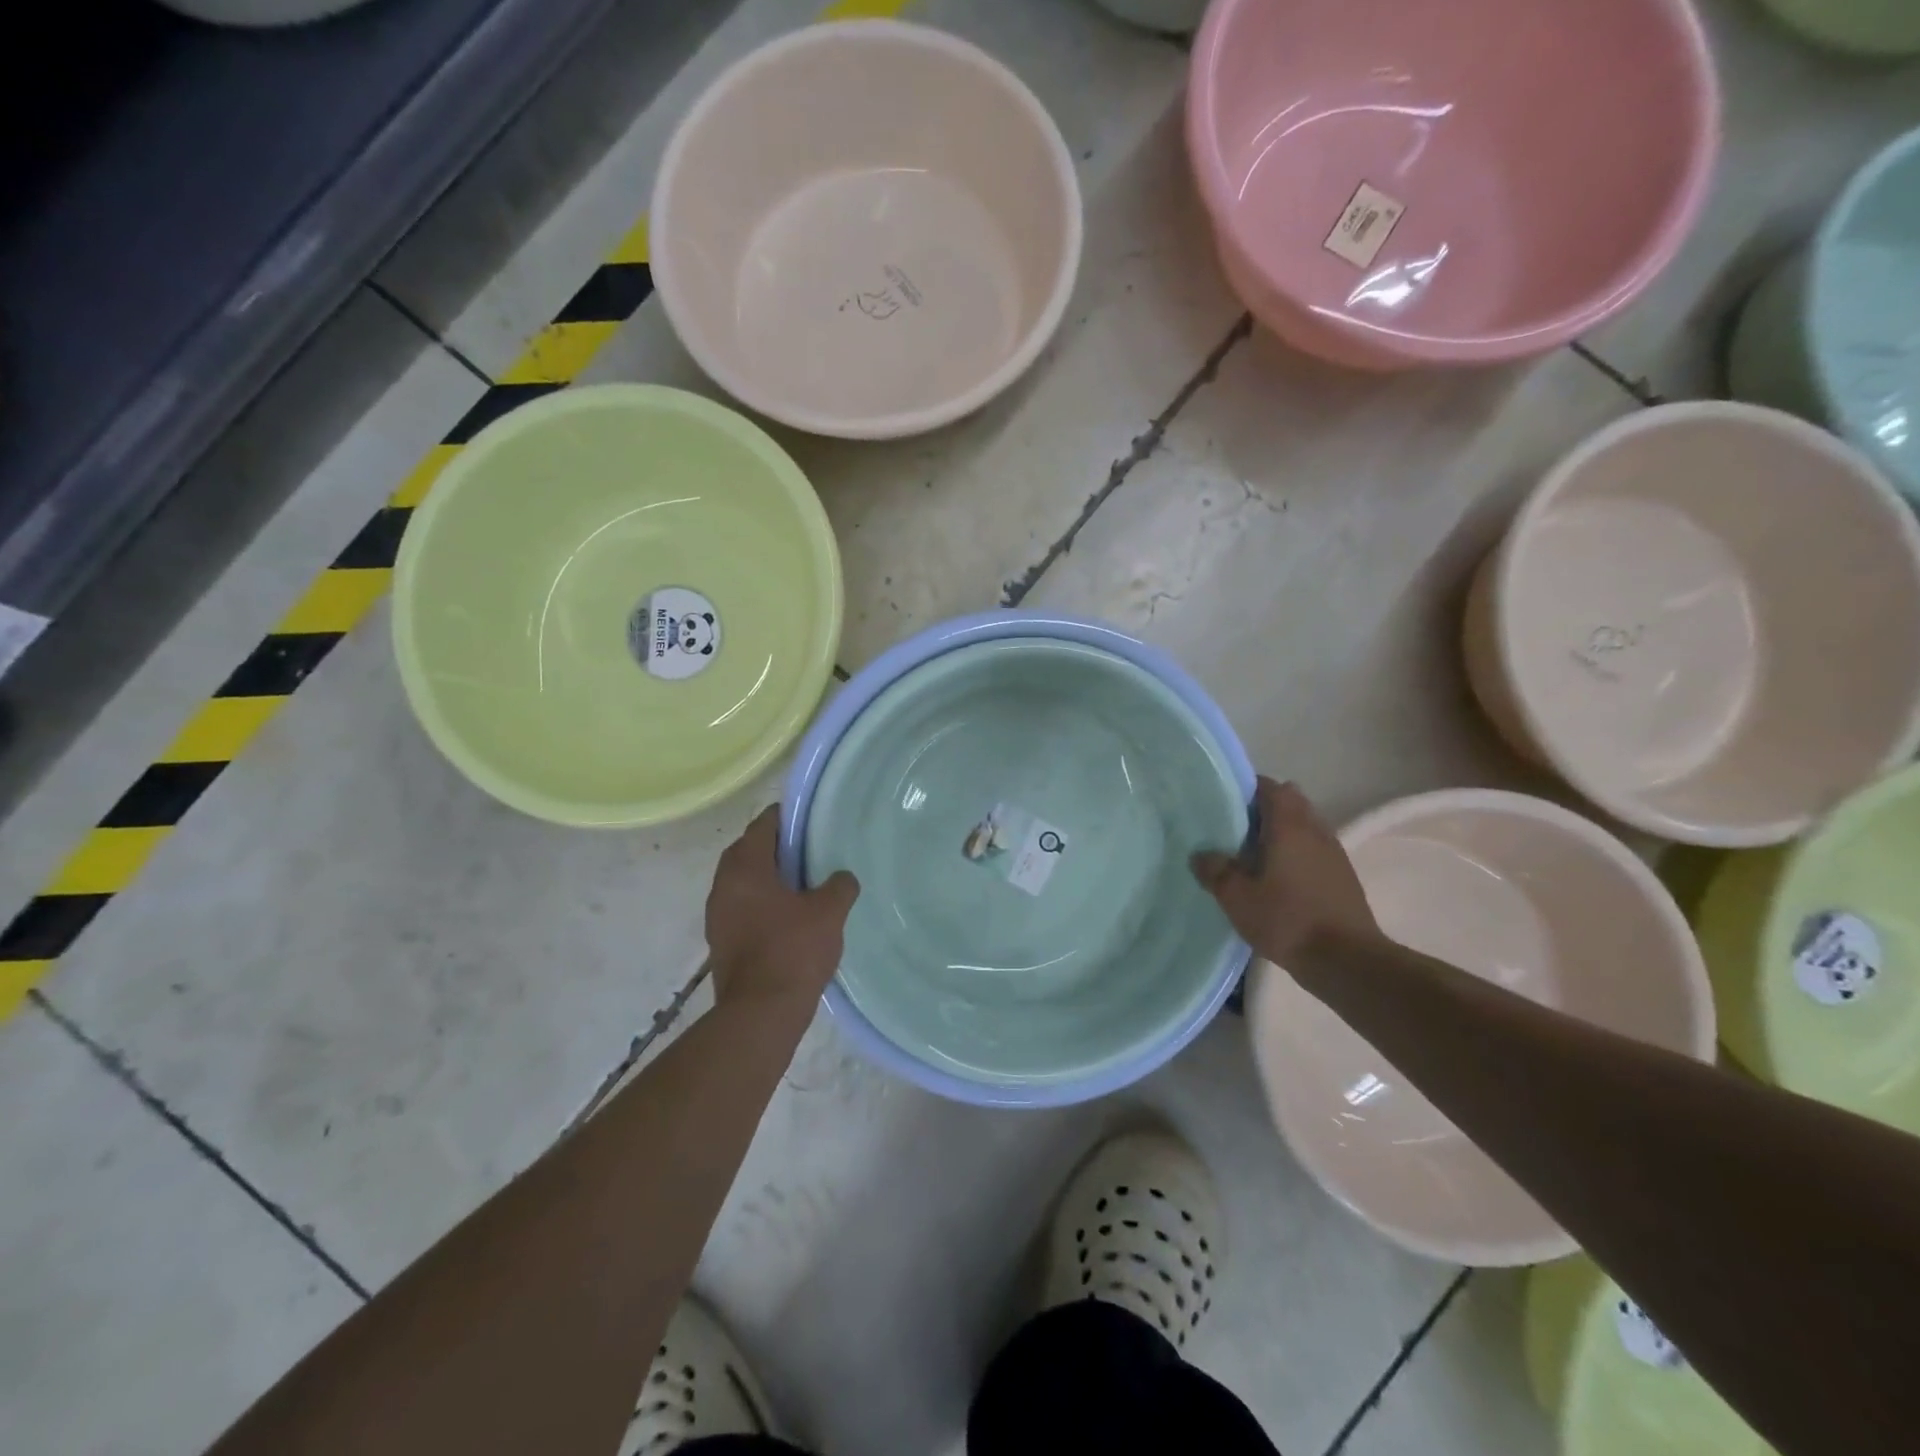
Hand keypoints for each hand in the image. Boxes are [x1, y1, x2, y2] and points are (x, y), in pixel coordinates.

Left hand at [705, 806, 859, 1009]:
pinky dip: (760, 903)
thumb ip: (839, 886)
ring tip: (801, 884)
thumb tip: (841, 878)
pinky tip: (788, 917)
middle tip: (807, 851)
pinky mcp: (721, 941)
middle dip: (774, 847)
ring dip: (766, 878)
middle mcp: (723, 885)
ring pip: (742, 882)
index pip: (762, 826)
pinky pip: (741, 908)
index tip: (808, 820)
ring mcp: (717, 915)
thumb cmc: (793, 950)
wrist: (761, 1013)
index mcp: (745, 868)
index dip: (785, 818)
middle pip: (747, 851)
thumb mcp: (829, 912)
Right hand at [1192, 777, 1381, 965]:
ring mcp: (1334, 852)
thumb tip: (1201, 854)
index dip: (1247, 789)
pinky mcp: (1343, 876)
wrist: (1346, 960)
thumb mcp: (1236, 897)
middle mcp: (1315, 830)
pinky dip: (1297, 852)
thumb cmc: (1287, 919)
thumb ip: (1215, 870)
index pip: (1270, 787)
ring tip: (1255, 855)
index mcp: (1289, 825)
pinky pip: (1315, 849)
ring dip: (1283, 832)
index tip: (1225, 803)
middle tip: (1237, 829)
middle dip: (1265, 809)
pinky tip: (1280, 879)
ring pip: (1305, 826)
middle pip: (1291, 802)